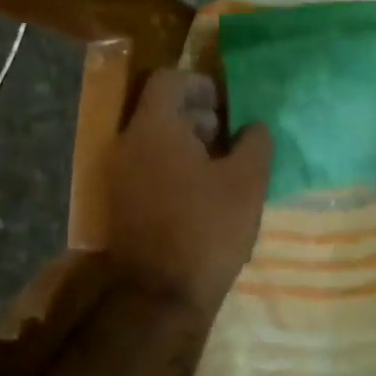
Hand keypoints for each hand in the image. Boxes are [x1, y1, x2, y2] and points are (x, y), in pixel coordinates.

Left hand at [108, 69, 273, 312]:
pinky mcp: (122, 204)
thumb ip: (255, 142)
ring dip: (188, 145)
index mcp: (154, 129)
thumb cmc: (208, 229)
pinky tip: (203, 195)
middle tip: (230, 138)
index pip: (169, 80)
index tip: (228, 106)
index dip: (201, 84)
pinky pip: (148, 169)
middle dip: (197, 116)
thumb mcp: (247, 182)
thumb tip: (254, 126)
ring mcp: (119, 177)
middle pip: (159, 111)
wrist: (161, 294)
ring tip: (222, 169)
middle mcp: (127, 145)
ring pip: (154, 142)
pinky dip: (174, 169)